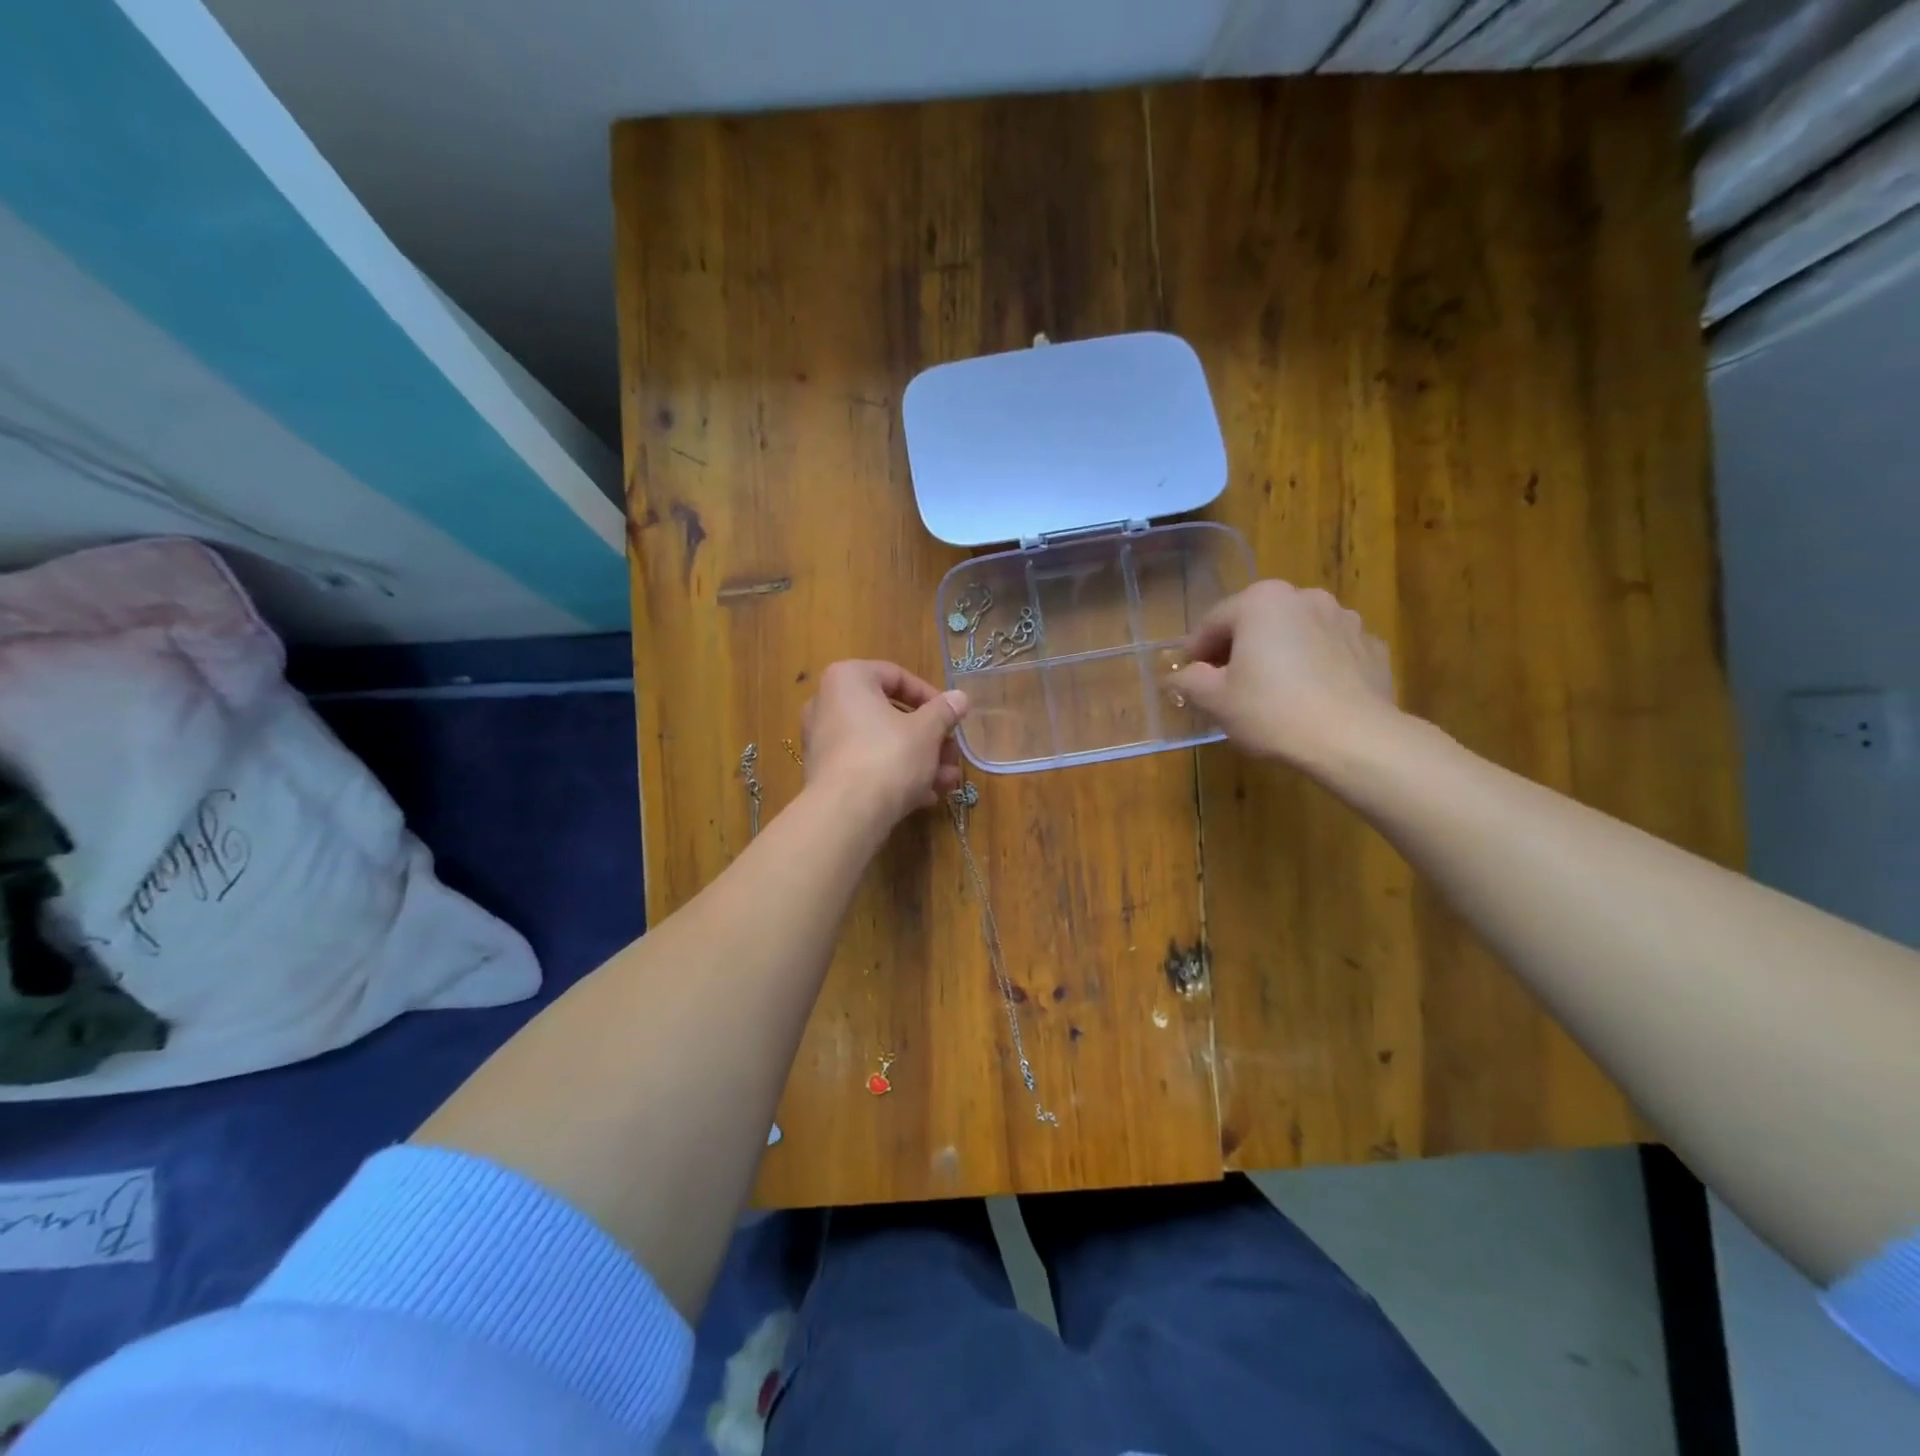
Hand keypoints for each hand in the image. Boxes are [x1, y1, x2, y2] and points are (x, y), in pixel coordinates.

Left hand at [801, 660, 968, 825]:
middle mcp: (828, 704)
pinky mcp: (825, 774)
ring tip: (947, 782)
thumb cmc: (888, 756)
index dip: (931, 697)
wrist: (845, 815)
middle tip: (953, 755)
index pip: (897, 676)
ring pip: (881, 743)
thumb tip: (960, 697)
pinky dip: (895, 775)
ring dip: (919, 760)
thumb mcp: (927, 731)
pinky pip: (866, 765)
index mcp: (848, 679)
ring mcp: (823, 741)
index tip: (952, 718)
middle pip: (890, 714)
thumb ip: (944, 711)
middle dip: (929, 737)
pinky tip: (924, 796)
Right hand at [1177, 580, 1398, 765]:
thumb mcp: (1215, 700)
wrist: (1353, 738)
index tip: (1192, 680)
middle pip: (1256, 622)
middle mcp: (1304, 597)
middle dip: (1239, 649)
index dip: (1196, 653)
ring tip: (1272, 692)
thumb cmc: (1272, 711)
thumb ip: (1189, 681)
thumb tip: (1177, 676)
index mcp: (1260, 601)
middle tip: (1228, 687)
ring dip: (1279, 653)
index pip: (1212, 622)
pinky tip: (1309, 697)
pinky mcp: (1370, 645)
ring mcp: (1344, 618)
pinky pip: (1329, 650)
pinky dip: (1315, 665)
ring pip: (1295, 633)